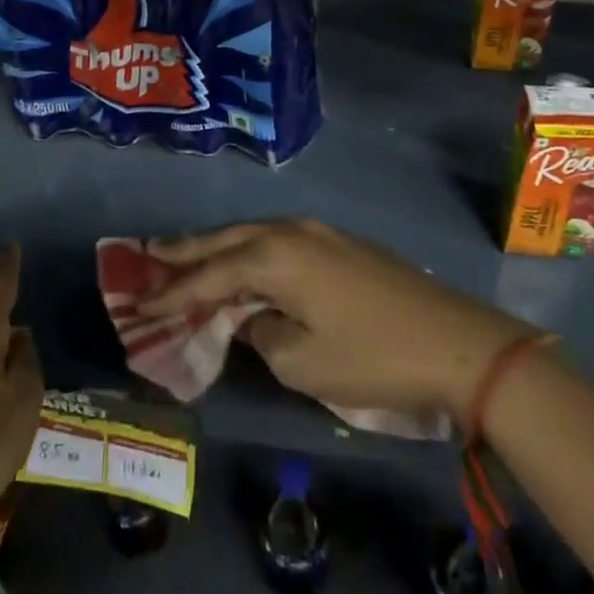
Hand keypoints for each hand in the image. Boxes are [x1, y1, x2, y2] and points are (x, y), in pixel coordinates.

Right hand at [141, 219, 539, 426]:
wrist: (456, 343)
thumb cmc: (371, 357)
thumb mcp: (301, 361)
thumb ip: (261, 333)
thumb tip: (253, 316)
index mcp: (274, 257)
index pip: (208, 275)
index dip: (171, 291)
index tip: (137, 302)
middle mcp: (291, 232)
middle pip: (225, 239)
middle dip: (185, 250)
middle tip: (147, 255)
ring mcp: (319, 232)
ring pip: (253, 234)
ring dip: (218, 247)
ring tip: (185, 255)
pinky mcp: (341, 243)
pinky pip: (279, 241)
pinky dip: (251, 251)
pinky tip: (244, 262)